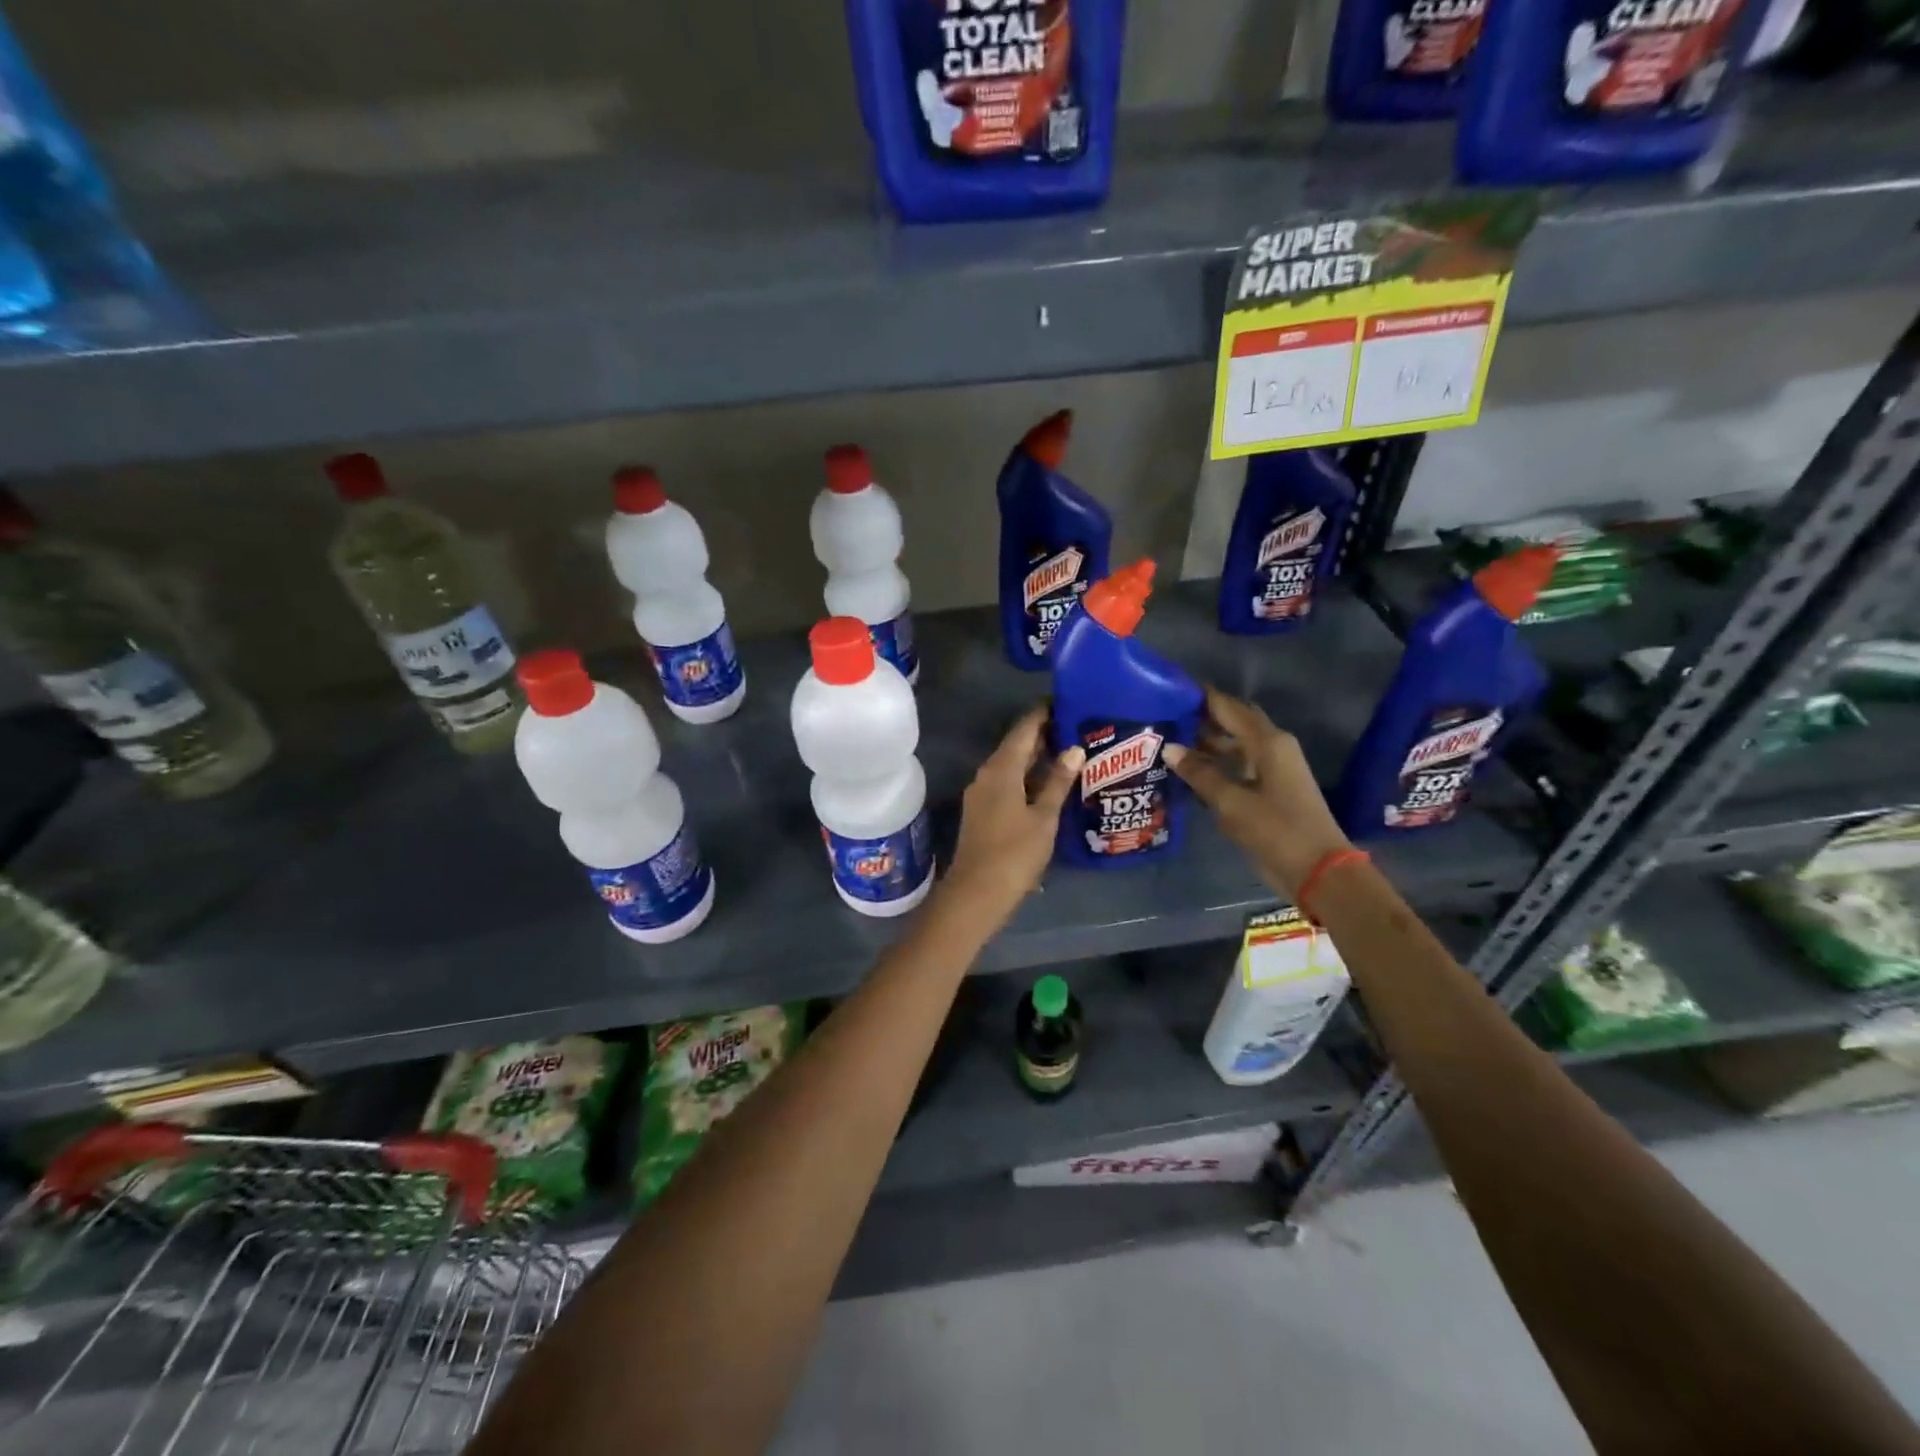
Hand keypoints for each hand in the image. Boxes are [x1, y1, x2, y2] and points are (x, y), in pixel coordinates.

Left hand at [942, 704, 1082, 922]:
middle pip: (1015, 746)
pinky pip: (1006, 783)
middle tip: (1074, 726)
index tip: (1065, 702)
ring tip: (1067, 751)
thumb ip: (1058, 782)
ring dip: (1035, 758)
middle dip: (1042, 735)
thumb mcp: (1044, 817)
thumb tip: (1075, 749)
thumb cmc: (1015, 853)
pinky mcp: (982, 812)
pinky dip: (1026, 777)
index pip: (1023, 730)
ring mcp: (981, 794)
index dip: (1043, 714)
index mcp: (1001, 769)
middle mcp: (987, 774)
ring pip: (1010, 766)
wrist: (976, 893)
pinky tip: (1047, 784)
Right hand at [1165, 687, 1350, 899]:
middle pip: (1233, 723)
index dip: (1202, 697)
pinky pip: (1239, 766)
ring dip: (1207, 744)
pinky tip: (1190, 773)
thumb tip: (1169, 748)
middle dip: (1202, 718)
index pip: (1229, 707)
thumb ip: (1200, 773)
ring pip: (1235, 746)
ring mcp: (1274, 770)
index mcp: (1268, 742)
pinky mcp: (1271, 790)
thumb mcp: (1232, 802)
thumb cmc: (1277, 830)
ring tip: (1170, 743)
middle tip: (1165, 716)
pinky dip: (1217, 765)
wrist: (1319, 871)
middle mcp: (1273, 748)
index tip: (1171, 690)